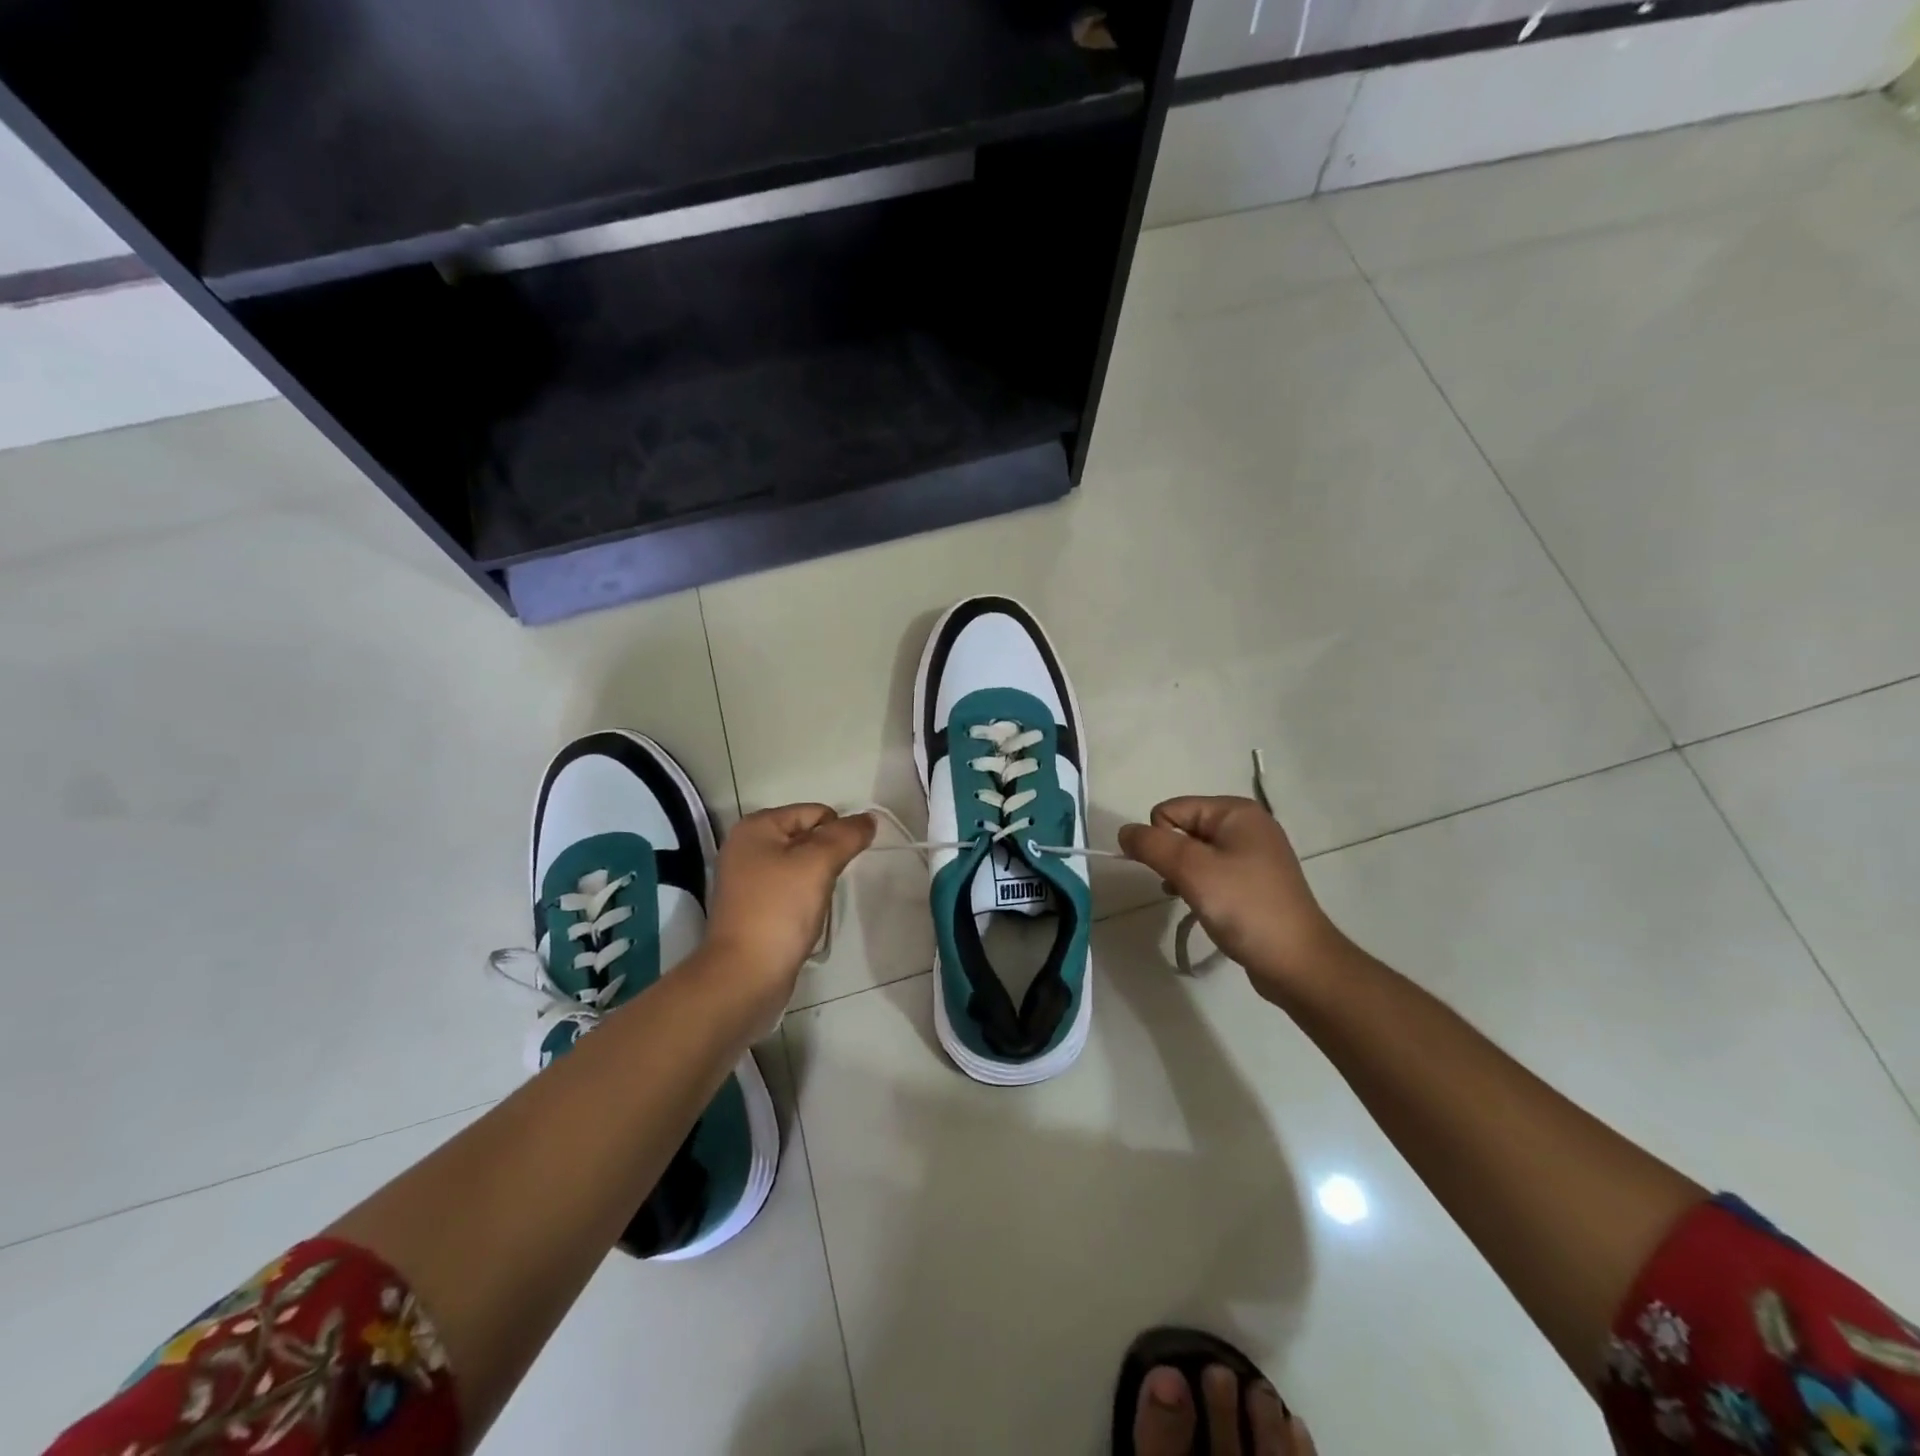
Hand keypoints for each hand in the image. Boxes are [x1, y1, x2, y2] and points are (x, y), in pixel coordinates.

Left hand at [704, 805, 875, 1013]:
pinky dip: (803, 899)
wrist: (745, 975)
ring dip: (817, 880)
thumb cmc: (780, 910)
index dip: (837, 833)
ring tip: (817, 902)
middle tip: (829, 884)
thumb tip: (869, 818)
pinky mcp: (752, 907)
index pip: (814, 813)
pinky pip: (789, 890)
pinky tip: (806, 917)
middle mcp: (747, 847)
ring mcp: (747, 879)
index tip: (844, 863)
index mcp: (756, 827)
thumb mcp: (818, 864)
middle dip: (827, 856)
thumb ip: (846, 836)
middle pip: (806, 837)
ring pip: (800, 865)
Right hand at [1118, 797, 1348, 1001]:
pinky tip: (1205, 908)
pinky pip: (1212, 872)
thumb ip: (1152, 845)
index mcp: (1236, 812)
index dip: (1161, 840)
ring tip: (1197, 901)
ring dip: (1185, 875)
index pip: (1171, 810)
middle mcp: (1247, 825)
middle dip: (1173, 858)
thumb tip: (1124, 831)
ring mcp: (1254, 854)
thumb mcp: (1192, 871)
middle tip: (1188, 887)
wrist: (1298, 963)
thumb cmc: (1245, 908)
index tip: (1175, 872)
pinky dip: (1200, 887)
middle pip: (1183, 829)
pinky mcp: (1254, 882)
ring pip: (1195, 854)